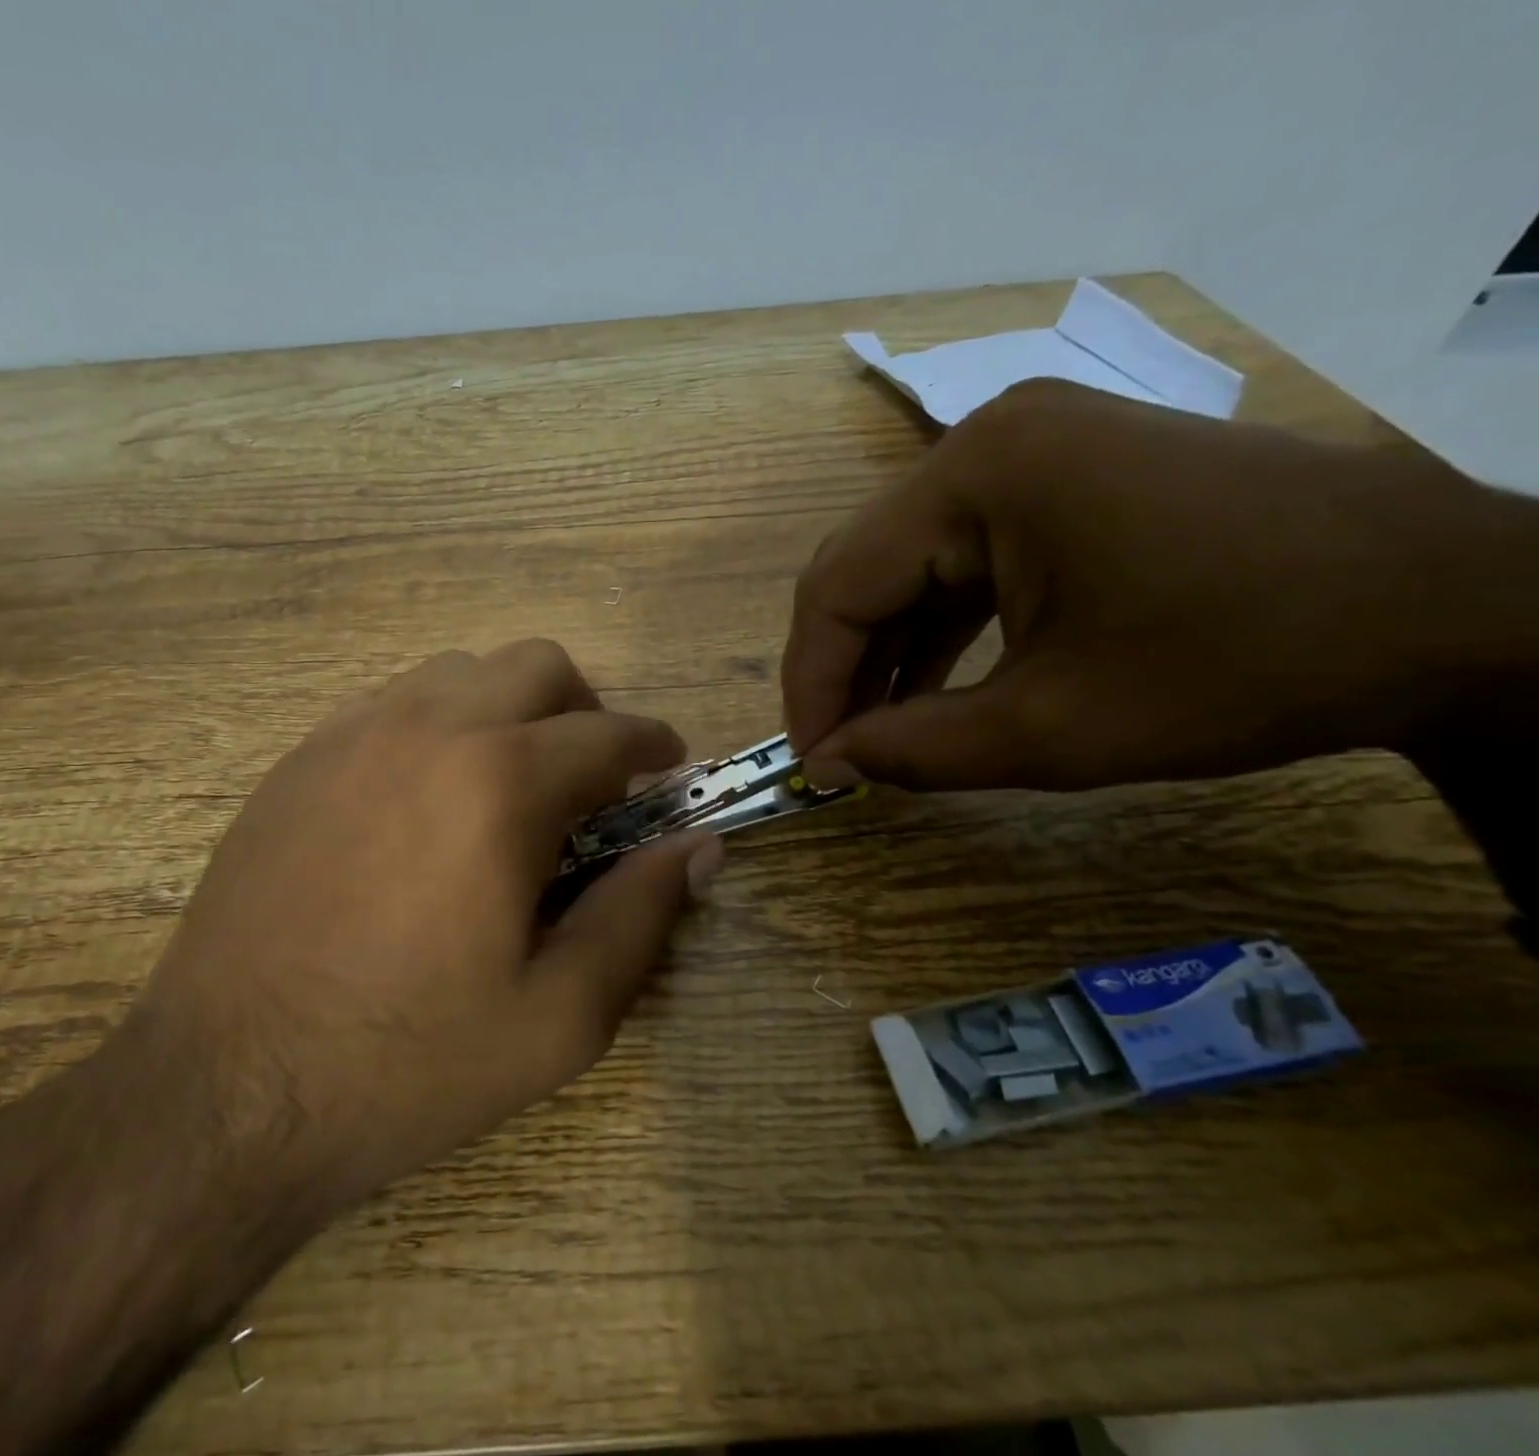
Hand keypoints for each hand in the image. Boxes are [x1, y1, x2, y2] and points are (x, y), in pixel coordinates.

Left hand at [129, 639, 720, 1212]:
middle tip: (591, 782)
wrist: (223, 1094)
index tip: (668, 768)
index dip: (653, 746)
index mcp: (500, 784)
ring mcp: (351, 735)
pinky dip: (440, 726)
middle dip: (584, 710)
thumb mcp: (560, 1016)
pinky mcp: (300, 760)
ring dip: (509, 711)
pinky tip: (429, 800)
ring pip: (461, 672)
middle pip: (536, 665)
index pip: (608, 734)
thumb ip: (642, 914)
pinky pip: (393, 703)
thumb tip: (700, 846)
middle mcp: (426, 729)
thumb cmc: (407, 1063)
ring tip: (510, 788)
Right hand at [783, 379, 1538, 790]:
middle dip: (841, 668)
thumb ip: (915, 751)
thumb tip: (826, 767)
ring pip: (908, 565)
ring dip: (885, 652)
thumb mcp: (1056, 729)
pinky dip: (937, 627)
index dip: (810, 684)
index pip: (837, 587)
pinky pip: (963, 557)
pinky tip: (931, 687)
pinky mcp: (1062, 475)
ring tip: (878, 731)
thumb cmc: (1245, 664)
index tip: (811, 763)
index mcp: (976, 474)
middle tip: (839, 751)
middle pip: (864, 567)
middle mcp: (985, 439)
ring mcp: (1029, 450)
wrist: (1455, 607)